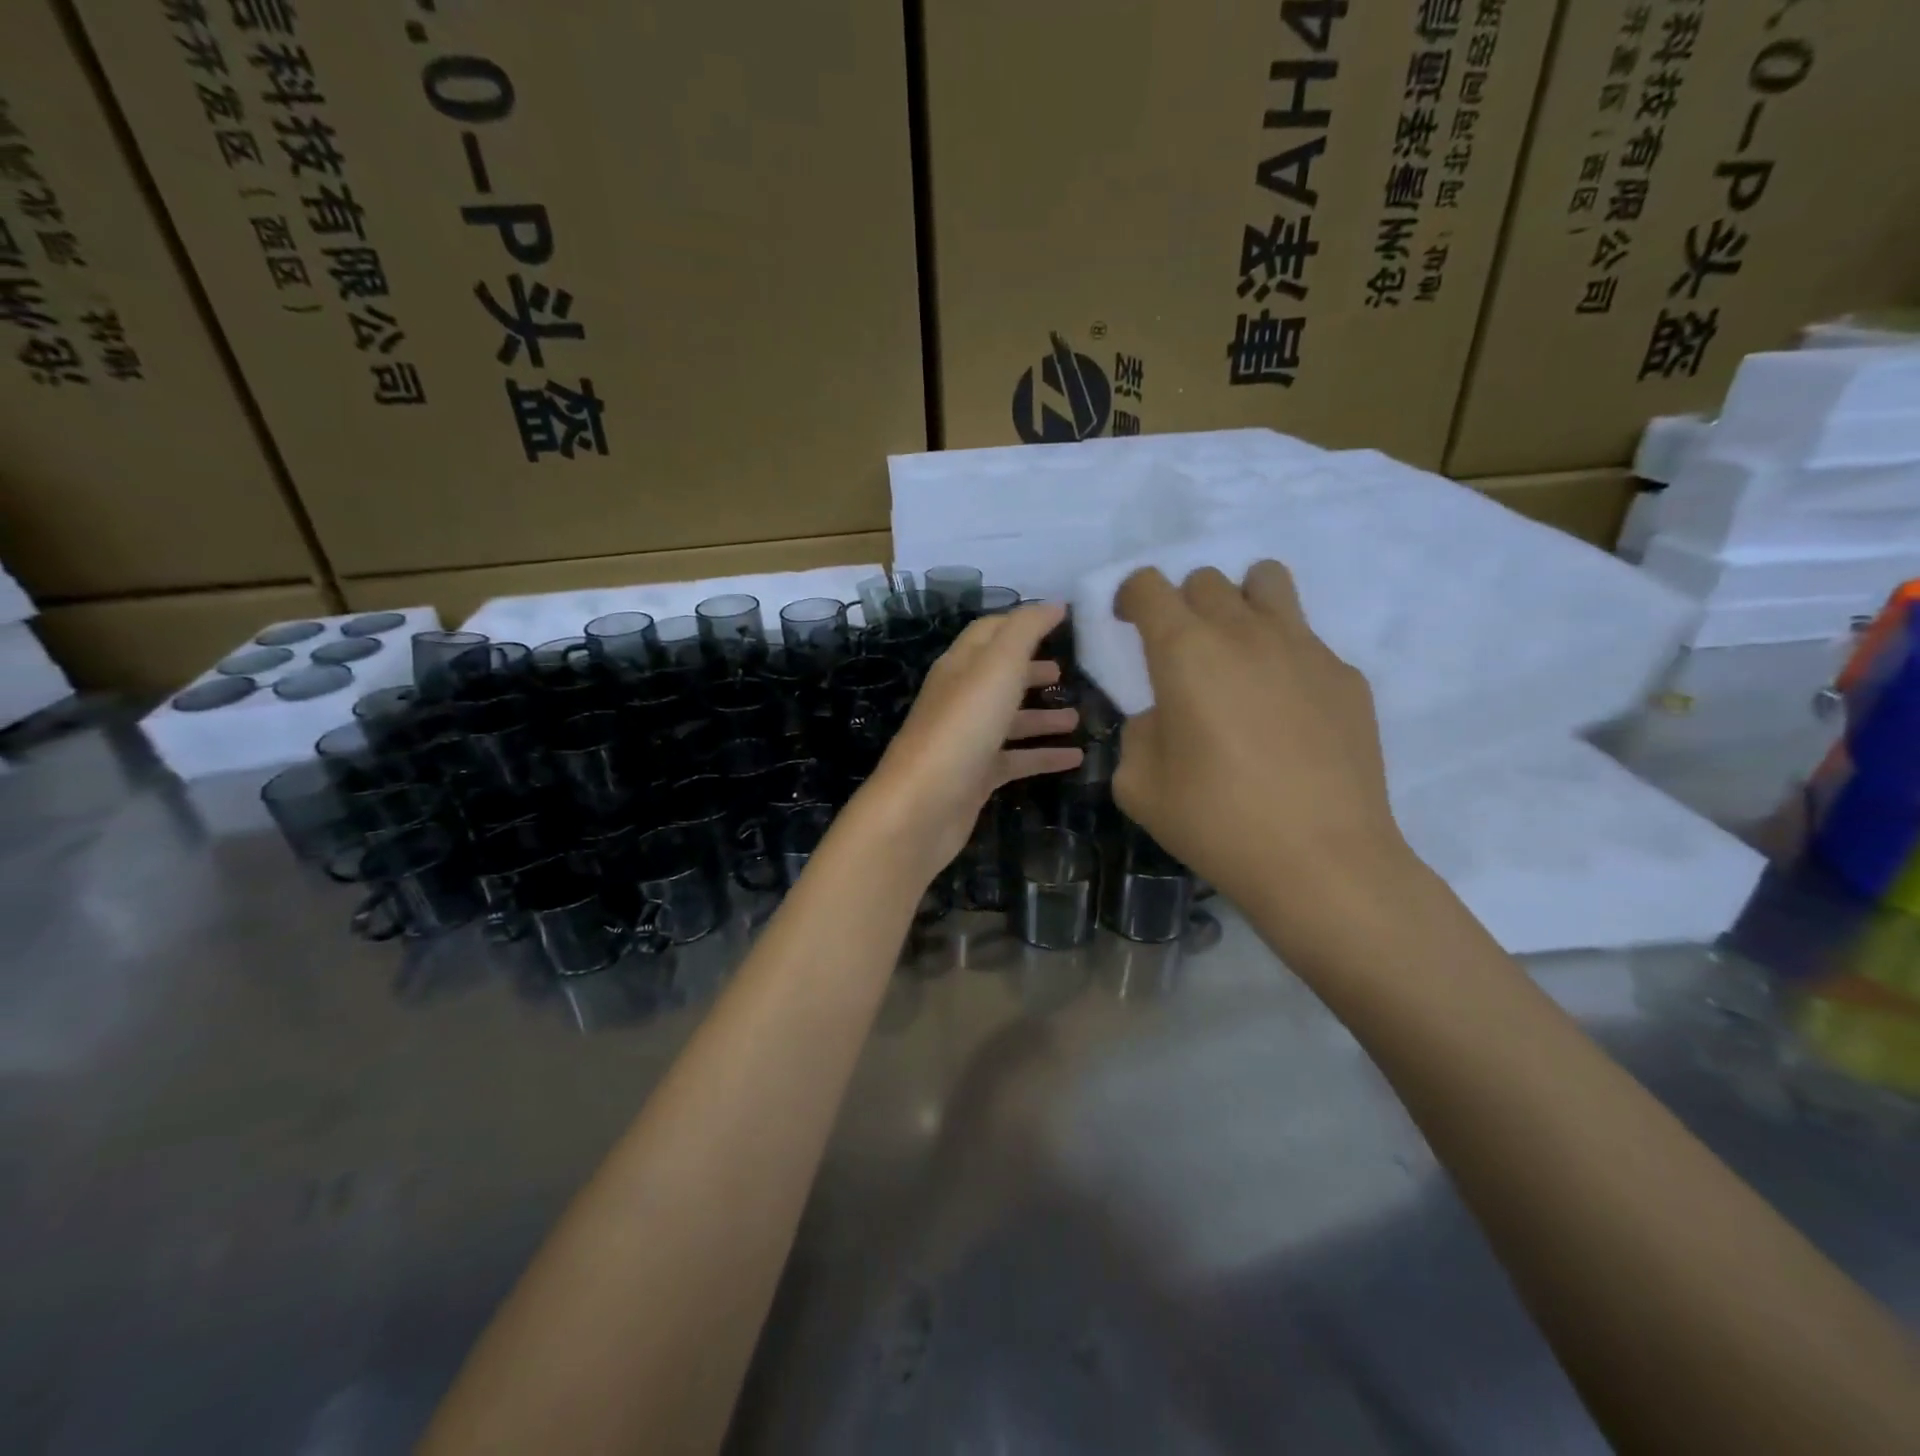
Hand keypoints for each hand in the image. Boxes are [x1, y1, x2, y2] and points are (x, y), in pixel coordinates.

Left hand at [854, 603, 1083, 879]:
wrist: (922, 807)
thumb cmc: (962, 727)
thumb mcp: (997, 667)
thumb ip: (1025, 631)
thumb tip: (1053, 604)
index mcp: (960, 666)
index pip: (990, 632)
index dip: (1023, 622)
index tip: (1062, 619)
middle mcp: (960, 699)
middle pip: (999, 676)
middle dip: (1032, 670)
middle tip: (1069, 670)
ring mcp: (967, 740)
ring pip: (1009, 720)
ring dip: (1042, 716)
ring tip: (1078, 717)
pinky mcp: (975, 777)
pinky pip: (1015, 760)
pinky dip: (1043, 756)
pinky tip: (1074, 759)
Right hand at [1112, 562, 1412, 931]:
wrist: (1321, 860)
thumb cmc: (1215, 821)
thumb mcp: (1138, 785)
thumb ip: (1138, 733)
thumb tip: (1163, 716)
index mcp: (1184, 651)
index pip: (1148, 585)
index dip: (1130, 597)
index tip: (1128, 625)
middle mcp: (1244, 631)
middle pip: (1206, 579)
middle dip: (1183, 605)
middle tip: (1181, 654)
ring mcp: (1304, 647)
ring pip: (1268, 581)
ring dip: (1241, 602)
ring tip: (1237, 652)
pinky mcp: (1346, 675)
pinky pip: (1306, 639)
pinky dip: (1283, 656)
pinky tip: (1286, 713)